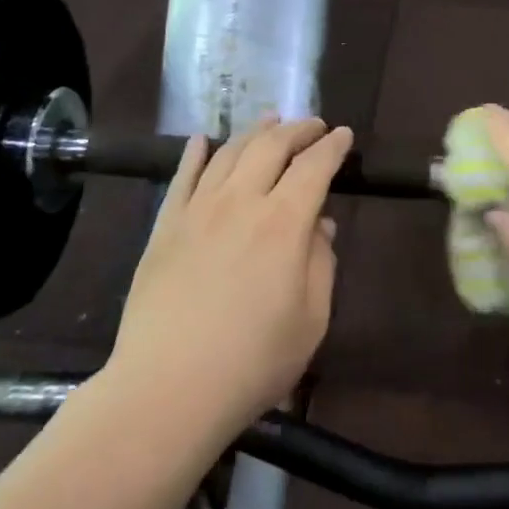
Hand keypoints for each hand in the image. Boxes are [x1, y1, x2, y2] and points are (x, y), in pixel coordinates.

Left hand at [110, 118, 353, 436]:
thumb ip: (321, 264)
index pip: (314, 167)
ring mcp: (198, 210)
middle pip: (271, 147)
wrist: (168, 387)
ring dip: (253, 131)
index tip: (343, 135)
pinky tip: (203, 140)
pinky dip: (196, 152)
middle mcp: (241, 202)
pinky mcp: (165, 226)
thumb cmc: (253, 361)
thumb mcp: (311, 320)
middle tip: (312, 125)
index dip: (331, 147)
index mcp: (284, 223)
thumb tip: (320, 226)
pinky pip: (182, 176)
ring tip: (269, 121)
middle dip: (297, 129)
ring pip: (228, 153)